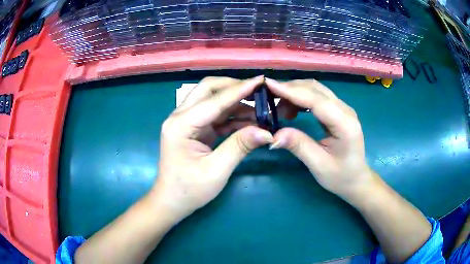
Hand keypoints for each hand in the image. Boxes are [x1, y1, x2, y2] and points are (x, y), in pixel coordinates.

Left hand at [152, 76, 273, 219]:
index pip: (214, 100)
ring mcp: (186, 122)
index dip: (240, 89)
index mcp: (181, 125)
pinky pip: (215, 115)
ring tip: (260, 108)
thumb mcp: (216, 171)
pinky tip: (250, 121)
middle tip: (259, 91)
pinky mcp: (193, 129)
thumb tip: (266, 131)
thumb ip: (240, 146)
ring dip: (235, 102)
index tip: (261, 80)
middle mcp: (180, 117)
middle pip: (208, 89)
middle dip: (234, 87)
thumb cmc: (189, 190)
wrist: (171, 202)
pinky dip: (232, 116)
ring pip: (212, 100)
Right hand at [266, 78, 374, 198]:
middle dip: (290, 88)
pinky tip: (291, 109)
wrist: (356, 179)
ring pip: (315, 90)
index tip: (269, 85)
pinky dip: (301, 98)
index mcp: (344, 123)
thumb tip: (273, 135)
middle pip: (315, 89)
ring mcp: (342, 108)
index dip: (291, 91)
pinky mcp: (338, 111)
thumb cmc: (340, 176)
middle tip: (267, 97)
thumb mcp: (319, 165)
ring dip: (294, 92)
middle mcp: (345, 110)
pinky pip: (317, 97)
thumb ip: (298, 146)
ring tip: (277, 107)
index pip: (316, 100)